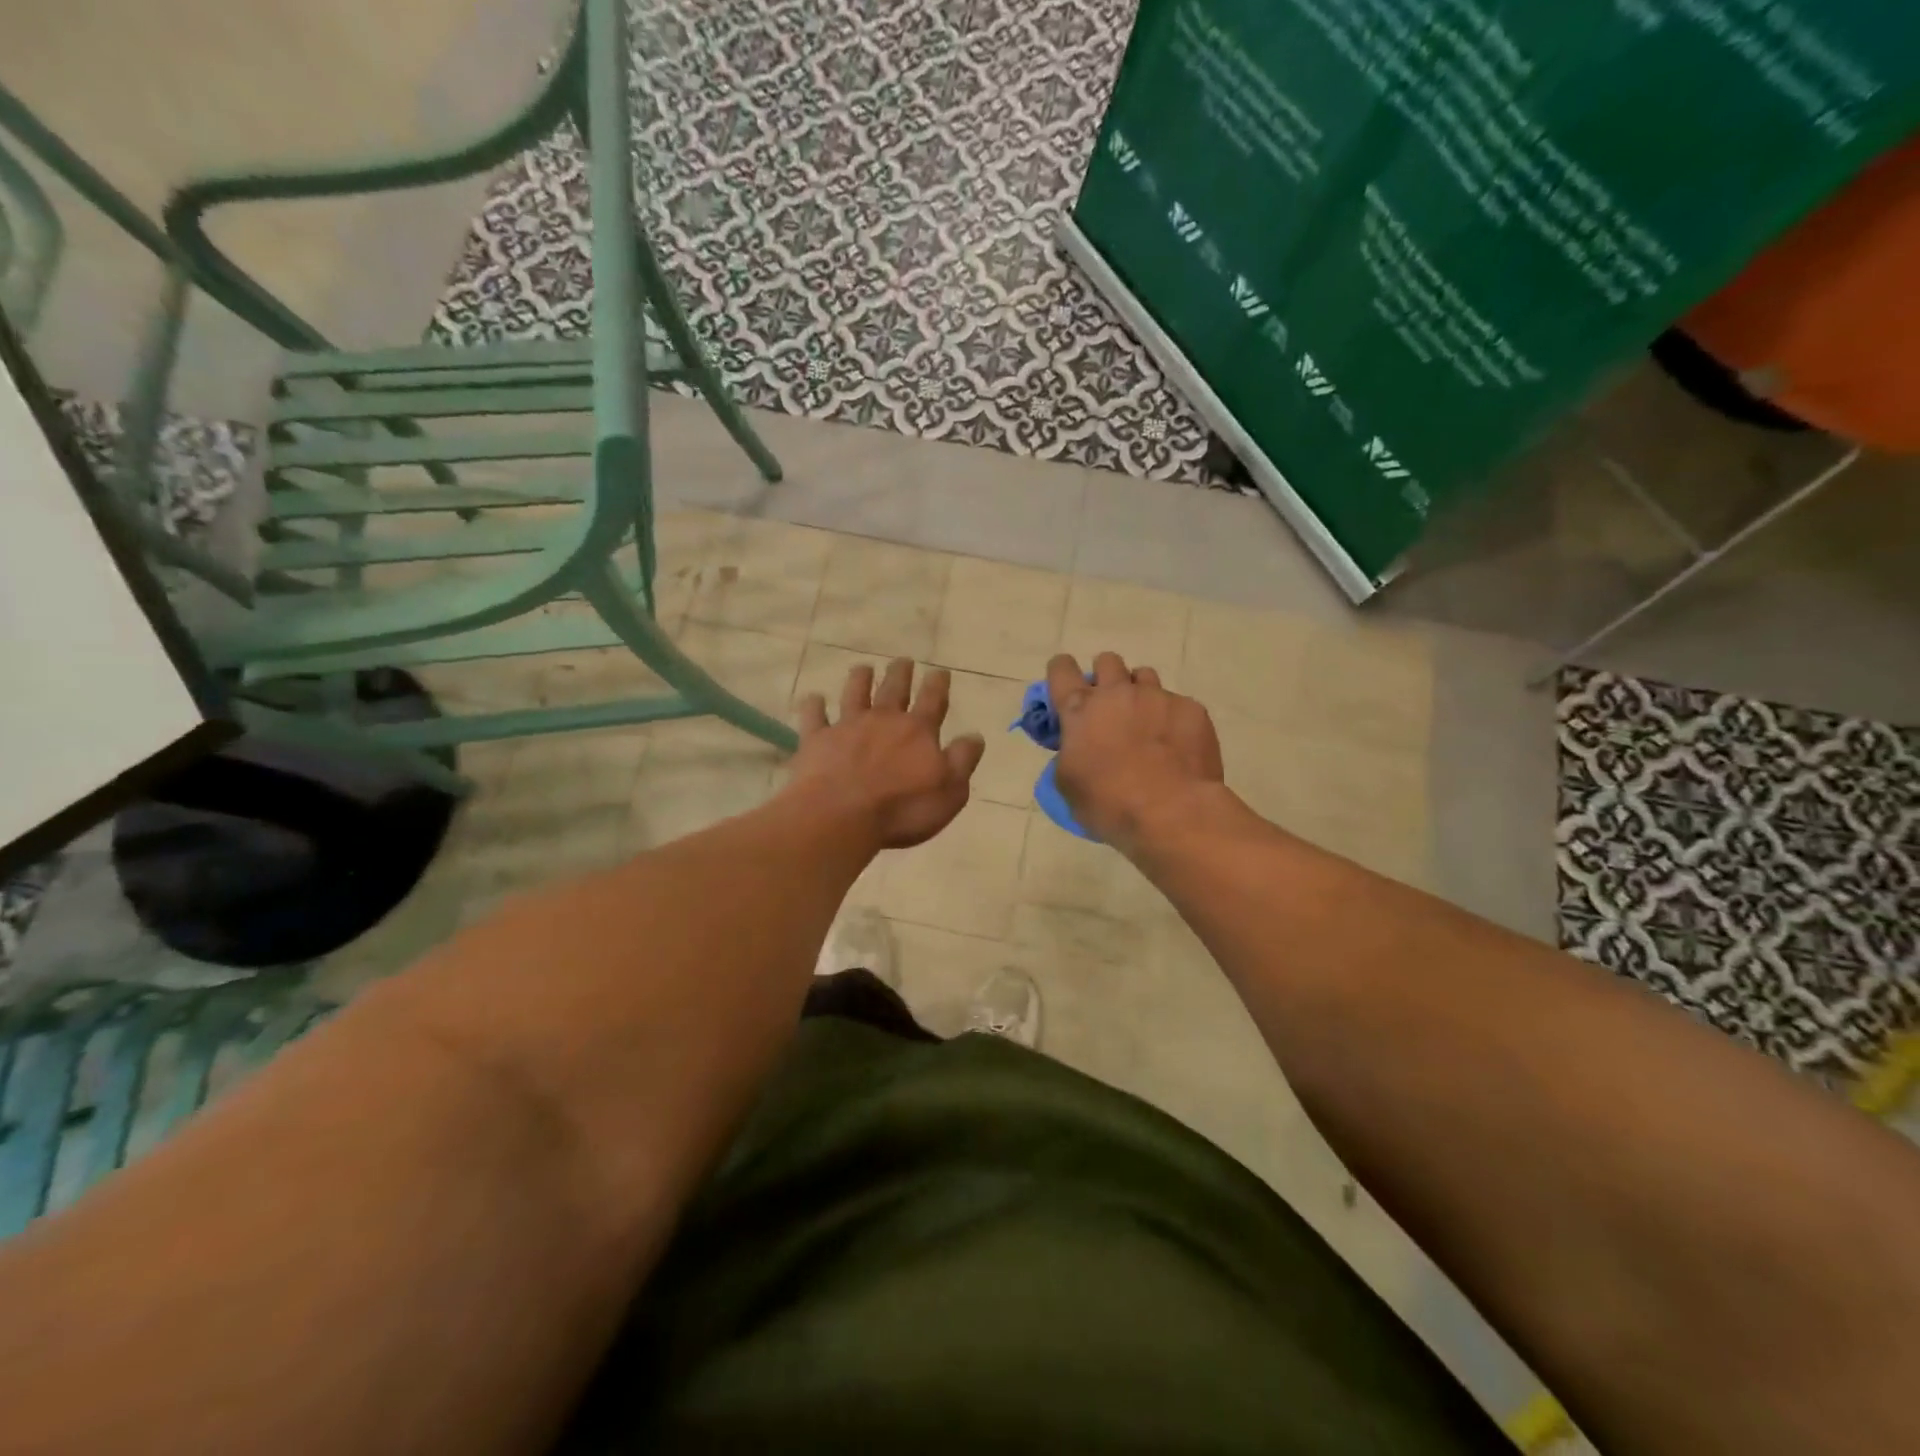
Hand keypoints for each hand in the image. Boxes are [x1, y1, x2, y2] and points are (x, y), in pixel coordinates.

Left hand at [786, 659, 986, 850]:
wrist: (840, 816)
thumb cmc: (902, 809)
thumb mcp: (950, 791)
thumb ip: (963, 761)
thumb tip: (975, 736)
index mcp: (918, 731)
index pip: (933, 700)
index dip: (938, 684)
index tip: (940, 671)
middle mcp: (883, 720)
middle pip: (893, 689)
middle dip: (900, 673)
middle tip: (903, 660)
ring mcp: (846, 727)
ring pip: (854, 694)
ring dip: (860, 679)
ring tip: (863, 668)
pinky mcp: (816, 740)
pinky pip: (814, 716)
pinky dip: (814, 706)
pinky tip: (813, 699)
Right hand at [1046, 651, 1225, 850]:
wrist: (1173, 813)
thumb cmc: (1110, 804)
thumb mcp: (1068, 785)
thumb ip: (1068, 754)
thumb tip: (1077, 748)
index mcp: (1080, 710)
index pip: (1061, 669)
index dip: (1061, 672)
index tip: (1065, 688)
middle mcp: (1118, 693)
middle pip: (1107, 661)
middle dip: (1105, 678)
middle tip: (1109, 708)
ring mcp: (1158, 697)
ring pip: (1144, 676)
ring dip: (1139, 693)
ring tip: (1145, 723)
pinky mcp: (1191, 709)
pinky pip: (1177, 703)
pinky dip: (1172, 719)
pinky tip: (1177, 746)